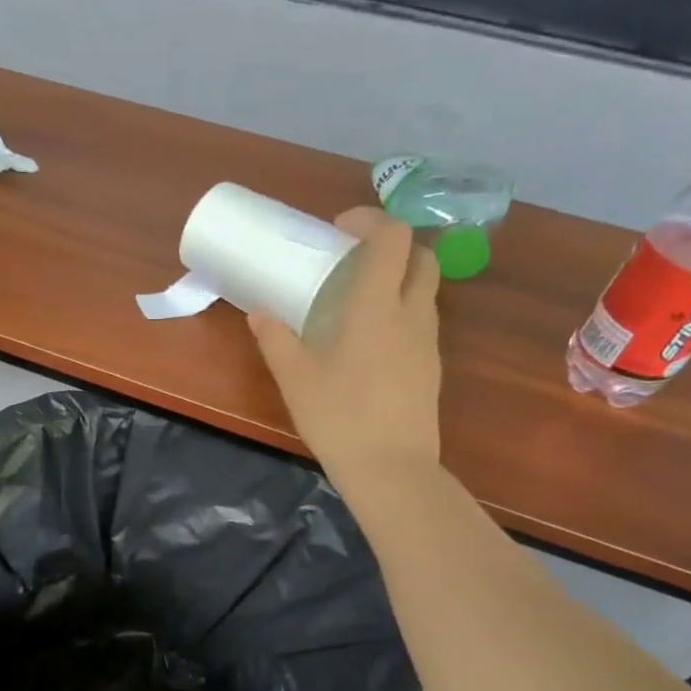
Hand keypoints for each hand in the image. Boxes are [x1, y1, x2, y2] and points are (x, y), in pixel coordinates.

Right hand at [249, 208, 441, 500]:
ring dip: (398, 279)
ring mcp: (428, 342)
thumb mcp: (296, 379)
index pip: (393, 238)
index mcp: (377, 307)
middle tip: (354, 260)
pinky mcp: (431, 367)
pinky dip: (401, 311)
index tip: (340, 229)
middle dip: (391, 246)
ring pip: (425, 289)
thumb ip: (276, 340)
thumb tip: (258, 313)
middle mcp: (411, 314)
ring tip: (358, 300)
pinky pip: (421, 320)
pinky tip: (370, 340)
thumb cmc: (339, 418)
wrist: (391, 470)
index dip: (371, 220)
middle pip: (421, 257)